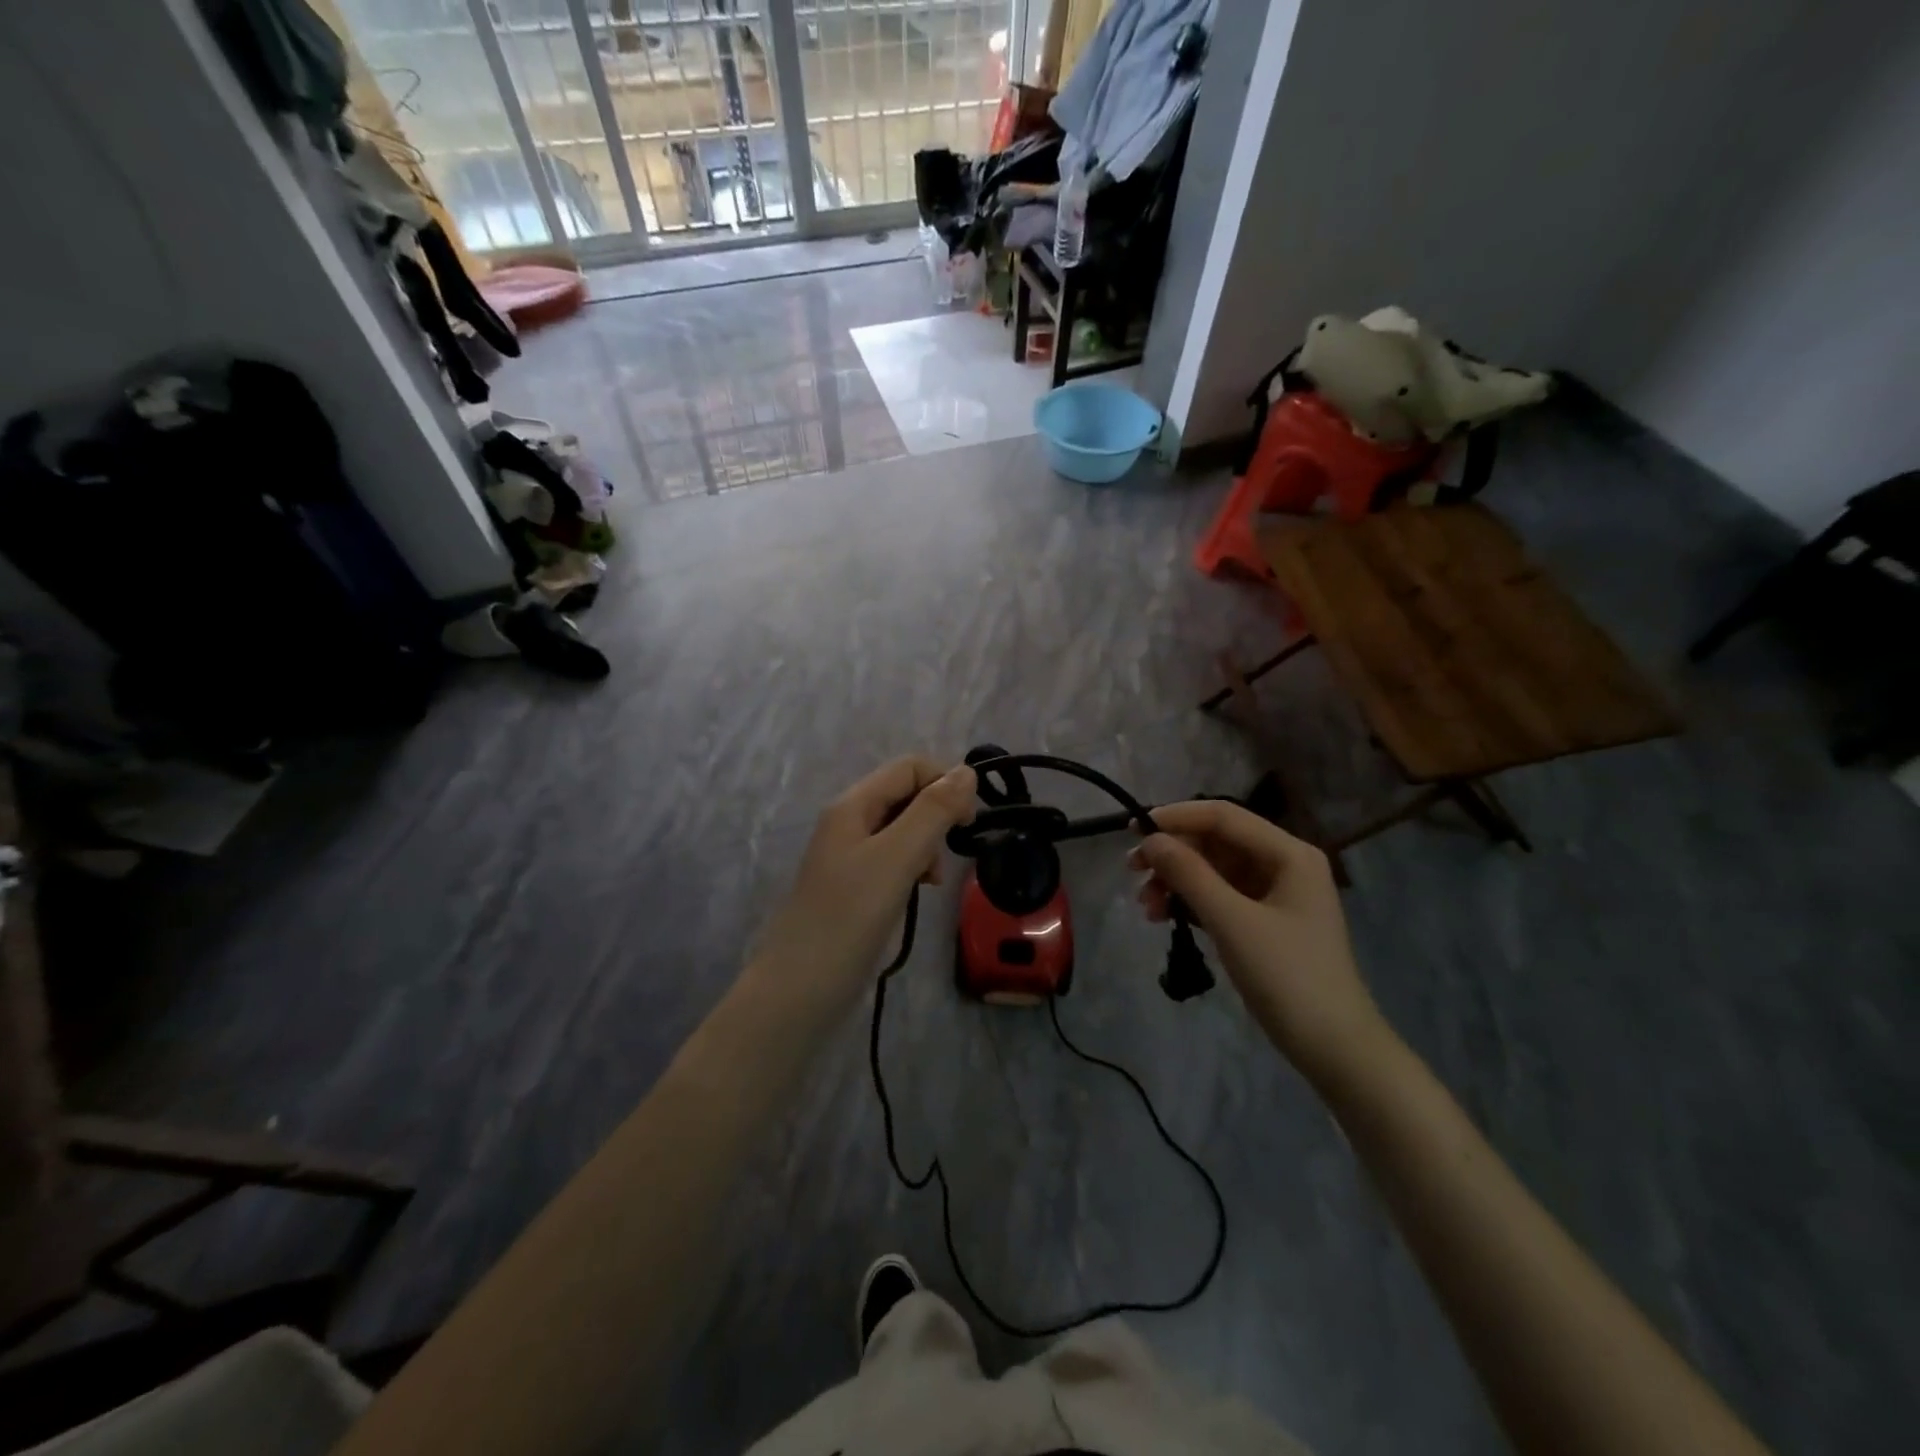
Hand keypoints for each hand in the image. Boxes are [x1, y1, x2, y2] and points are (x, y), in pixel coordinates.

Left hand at [750, 758, 976, 1012]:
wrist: (801, 988)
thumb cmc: (850, 916)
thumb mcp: (897, 857)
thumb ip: (933, 812)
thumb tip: (966, 771)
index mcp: (853, 805)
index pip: (909, 767)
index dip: (945, 783)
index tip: (967, 823)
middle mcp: (849, 822)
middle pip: (906, 795)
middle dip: (936, 815)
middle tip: (948, 853)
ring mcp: (850, 856)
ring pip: (903, 829)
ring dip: (927, 844)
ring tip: (931, 878)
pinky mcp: (854, 886)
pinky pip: (893, 859)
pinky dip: (913, 867)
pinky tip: (918, 890)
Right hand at [1130, 802, 1390, 1087]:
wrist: (1333, 1048)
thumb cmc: (1288, 977)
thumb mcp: (1232, 922)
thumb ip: (1189, 874)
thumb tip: (1150, 840)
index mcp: (1289, 853)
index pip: (1223, 816)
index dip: (1176, 817)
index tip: (1132, 830)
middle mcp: (1283, 863)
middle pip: (1216, 842)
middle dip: (1172, 854)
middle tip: (1131, 871)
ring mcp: (1274, 893)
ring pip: (1212, 870)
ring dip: (1176, 881)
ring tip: (1147, 908)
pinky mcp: (1263, 921)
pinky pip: (1218, 896)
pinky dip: (1190, 902)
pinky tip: (1164, 917)